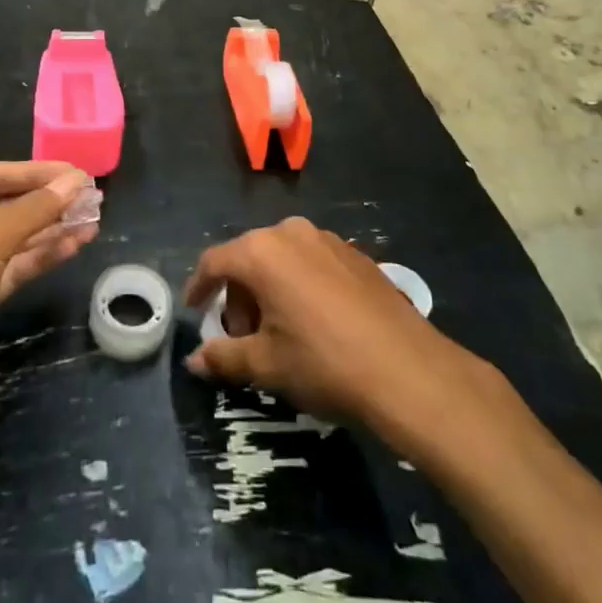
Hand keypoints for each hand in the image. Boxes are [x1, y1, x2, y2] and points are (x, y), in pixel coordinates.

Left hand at [0, 161, 97, 429]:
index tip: (79, 173)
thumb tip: (75, 181)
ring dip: (51, 228)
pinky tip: (74, 246)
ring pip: (14, 237)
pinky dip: (42, 256)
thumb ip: (32, 210)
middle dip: (47, 201)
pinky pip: (14, 266)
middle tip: (93, 197)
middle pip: (6, 204)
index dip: (37, 172)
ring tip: (94, 220)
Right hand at [183, 217, 453, 424]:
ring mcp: (327, 239)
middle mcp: (291, 233)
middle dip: (238, 294)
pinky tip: (314, 322)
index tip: (194, 309)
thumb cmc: (324, 362)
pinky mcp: (355, 254)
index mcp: (262, 252)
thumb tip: (194, 360)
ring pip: (282, 258)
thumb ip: (224, 356)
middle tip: (242, 335)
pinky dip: (300, 285)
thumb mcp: (266, 364)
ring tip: (279, 332)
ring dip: (270, 289)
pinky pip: (312, 262)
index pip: (215, 261)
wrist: (407, 369)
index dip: (199, 286)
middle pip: (249, 257)